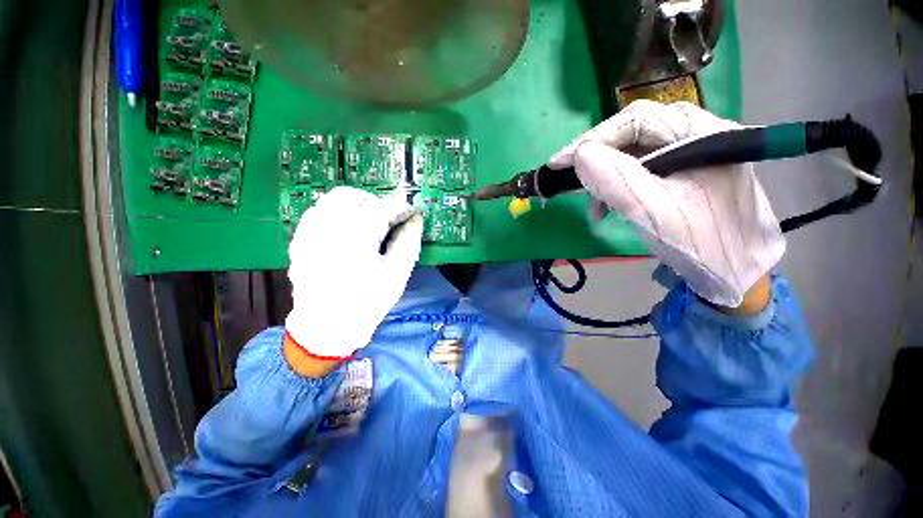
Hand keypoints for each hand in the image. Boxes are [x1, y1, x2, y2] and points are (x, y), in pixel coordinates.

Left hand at [284, 187, 422, 369]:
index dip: (401, 208)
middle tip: (388, 220)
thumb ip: (408, 241)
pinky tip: (347, 231)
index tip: (411, 214)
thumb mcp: (397, 274)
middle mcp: (328, 227)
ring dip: (356, 205)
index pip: (383, 207)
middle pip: (354, 196)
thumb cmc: (367, 302)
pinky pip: (319, 212)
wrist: (327, 327)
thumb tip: (415, 219)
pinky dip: (337, 213)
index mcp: (356, 237)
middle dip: (376, 203)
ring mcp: (309, 232)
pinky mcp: (300, 239)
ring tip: (368, 224)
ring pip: (333, 199)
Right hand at [549, 100, 784, 307]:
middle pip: (633, 134)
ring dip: (604, 177)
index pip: (637, 120)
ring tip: (594, 207)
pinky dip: (616, 188)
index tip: (559, 163)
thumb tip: (579, 156)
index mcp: (703, 132)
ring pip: (631, 153)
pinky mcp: (680, 172)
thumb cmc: (702, 244)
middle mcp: (697, 133)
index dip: (592, 139)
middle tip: (568, 181)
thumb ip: (616, 180)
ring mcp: (689, 153)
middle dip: (595, 159)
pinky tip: (608, 208)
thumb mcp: (654, 212)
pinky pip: (638, 171)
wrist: (736, 273)